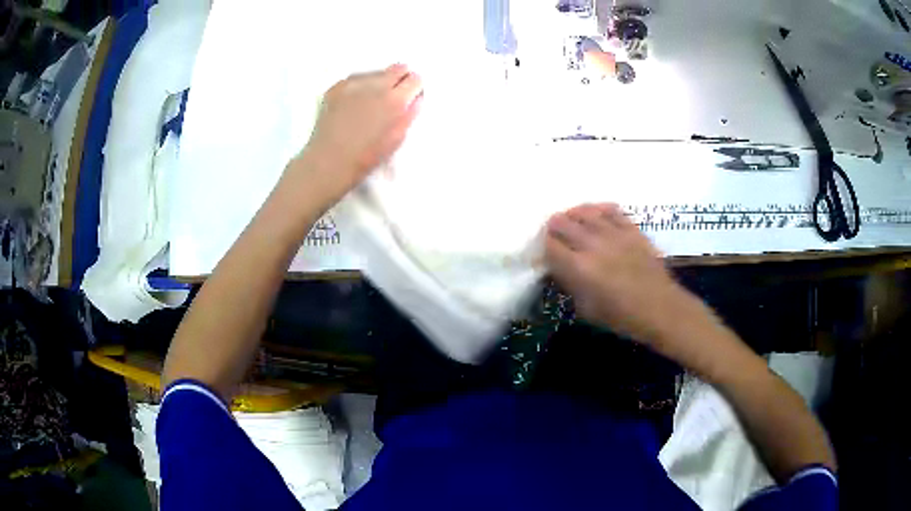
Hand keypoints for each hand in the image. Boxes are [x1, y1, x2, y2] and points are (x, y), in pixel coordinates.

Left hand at [299, 64, 423, 194]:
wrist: (328, 161)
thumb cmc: (366, 156)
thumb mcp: (396, 139)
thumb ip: (409, 115)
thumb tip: (416, 99)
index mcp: (395, 101)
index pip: (415, 79)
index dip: (415, 87)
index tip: (411, 95)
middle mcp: (376, 86)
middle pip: (397, 68)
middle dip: (400, 78)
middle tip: (395, 94)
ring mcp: (354, 84)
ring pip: (376, 72)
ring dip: (379, 81)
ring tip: (371, 100)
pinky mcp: (337, 87)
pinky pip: (355, 79)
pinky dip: (359, 86)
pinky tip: (355, 101)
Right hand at [544, 203, 694, 345]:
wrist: (659, 308)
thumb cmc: (621, 316)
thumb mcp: (586, 309)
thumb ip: (571, 285)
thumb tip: (562, 270)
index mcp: (578, 268)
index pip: (549, 245)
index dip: (542, 246)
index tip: (544, 252)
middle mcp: (592, 245)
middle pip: (562, 222)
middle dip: (554, 227)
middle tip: (555, 235)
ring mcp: (613, 233)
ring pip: (585, 211)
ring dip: (573, 215)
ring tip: (572, 220)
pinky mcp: (631, 229)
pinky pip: (611, 210)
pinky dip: (600, 210)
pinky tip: (597, 215)